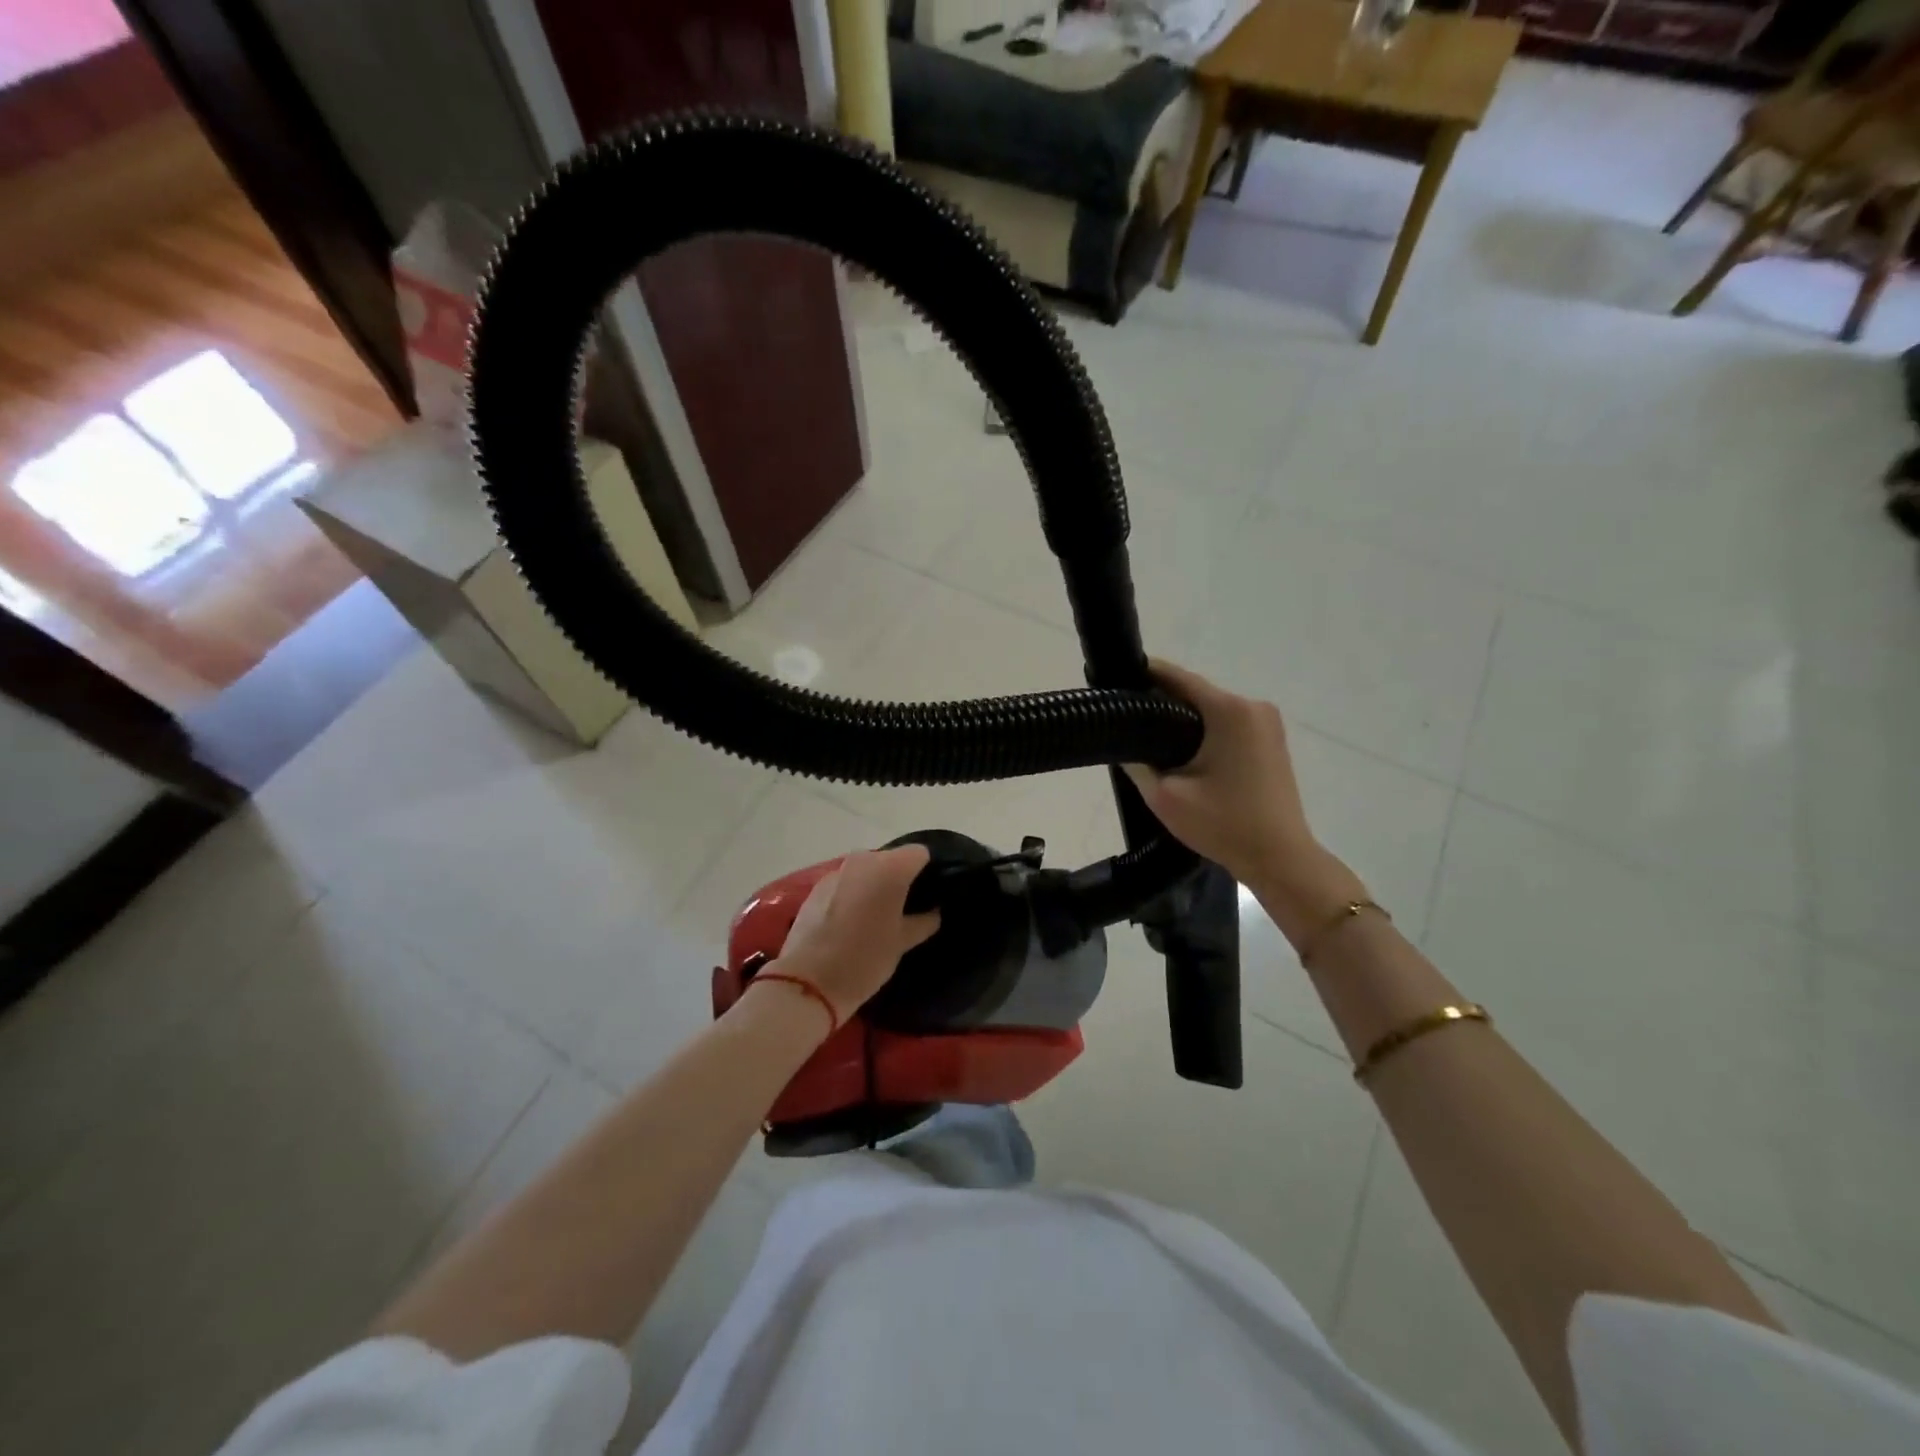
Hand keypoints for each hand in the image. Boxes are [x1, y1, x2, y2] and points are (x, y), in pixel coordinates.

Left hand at [769, 845, 940, 1022]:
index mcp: (890, 868)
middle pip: (890, 859)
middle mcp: (863, 860)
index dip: (927, 870)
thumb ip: (924, 921)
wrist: (808, 981)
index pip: (919, 853)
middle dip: (899, 878)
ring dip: (873, 886)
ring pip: (866, 871)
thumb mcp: (902, 943)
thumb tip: (934, 912)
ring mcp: (836, 872)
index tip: (928, 894)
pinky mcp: (816, 887)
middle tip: (905, 908)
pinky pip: (845, 883)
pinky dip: (852, 894)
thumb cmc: (865, 958)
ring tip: (877, 916)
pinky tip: (851, 922)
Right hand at [1124, 660, 1365, 940]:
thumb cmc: (1223, 824)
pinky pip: (1229, 724)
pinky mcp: (1271, 741)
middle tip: (1127, 716)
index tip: (1117, 676)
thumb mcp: (1165, 796)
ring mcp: (1267, 723)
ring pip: (1212, 709)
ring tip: (1148, 735)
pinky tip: (1182, 751)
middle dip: (1162, 700)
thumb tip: (1122, 744)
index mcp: (1229, 711)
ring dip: (1183, 717)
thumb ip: (1137, 763)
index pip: (1179, 678)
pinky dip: (1204, 730)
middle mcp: (1252, 707)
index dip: (1146, 674)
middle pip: (1196, 693)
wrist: (1280, 858)